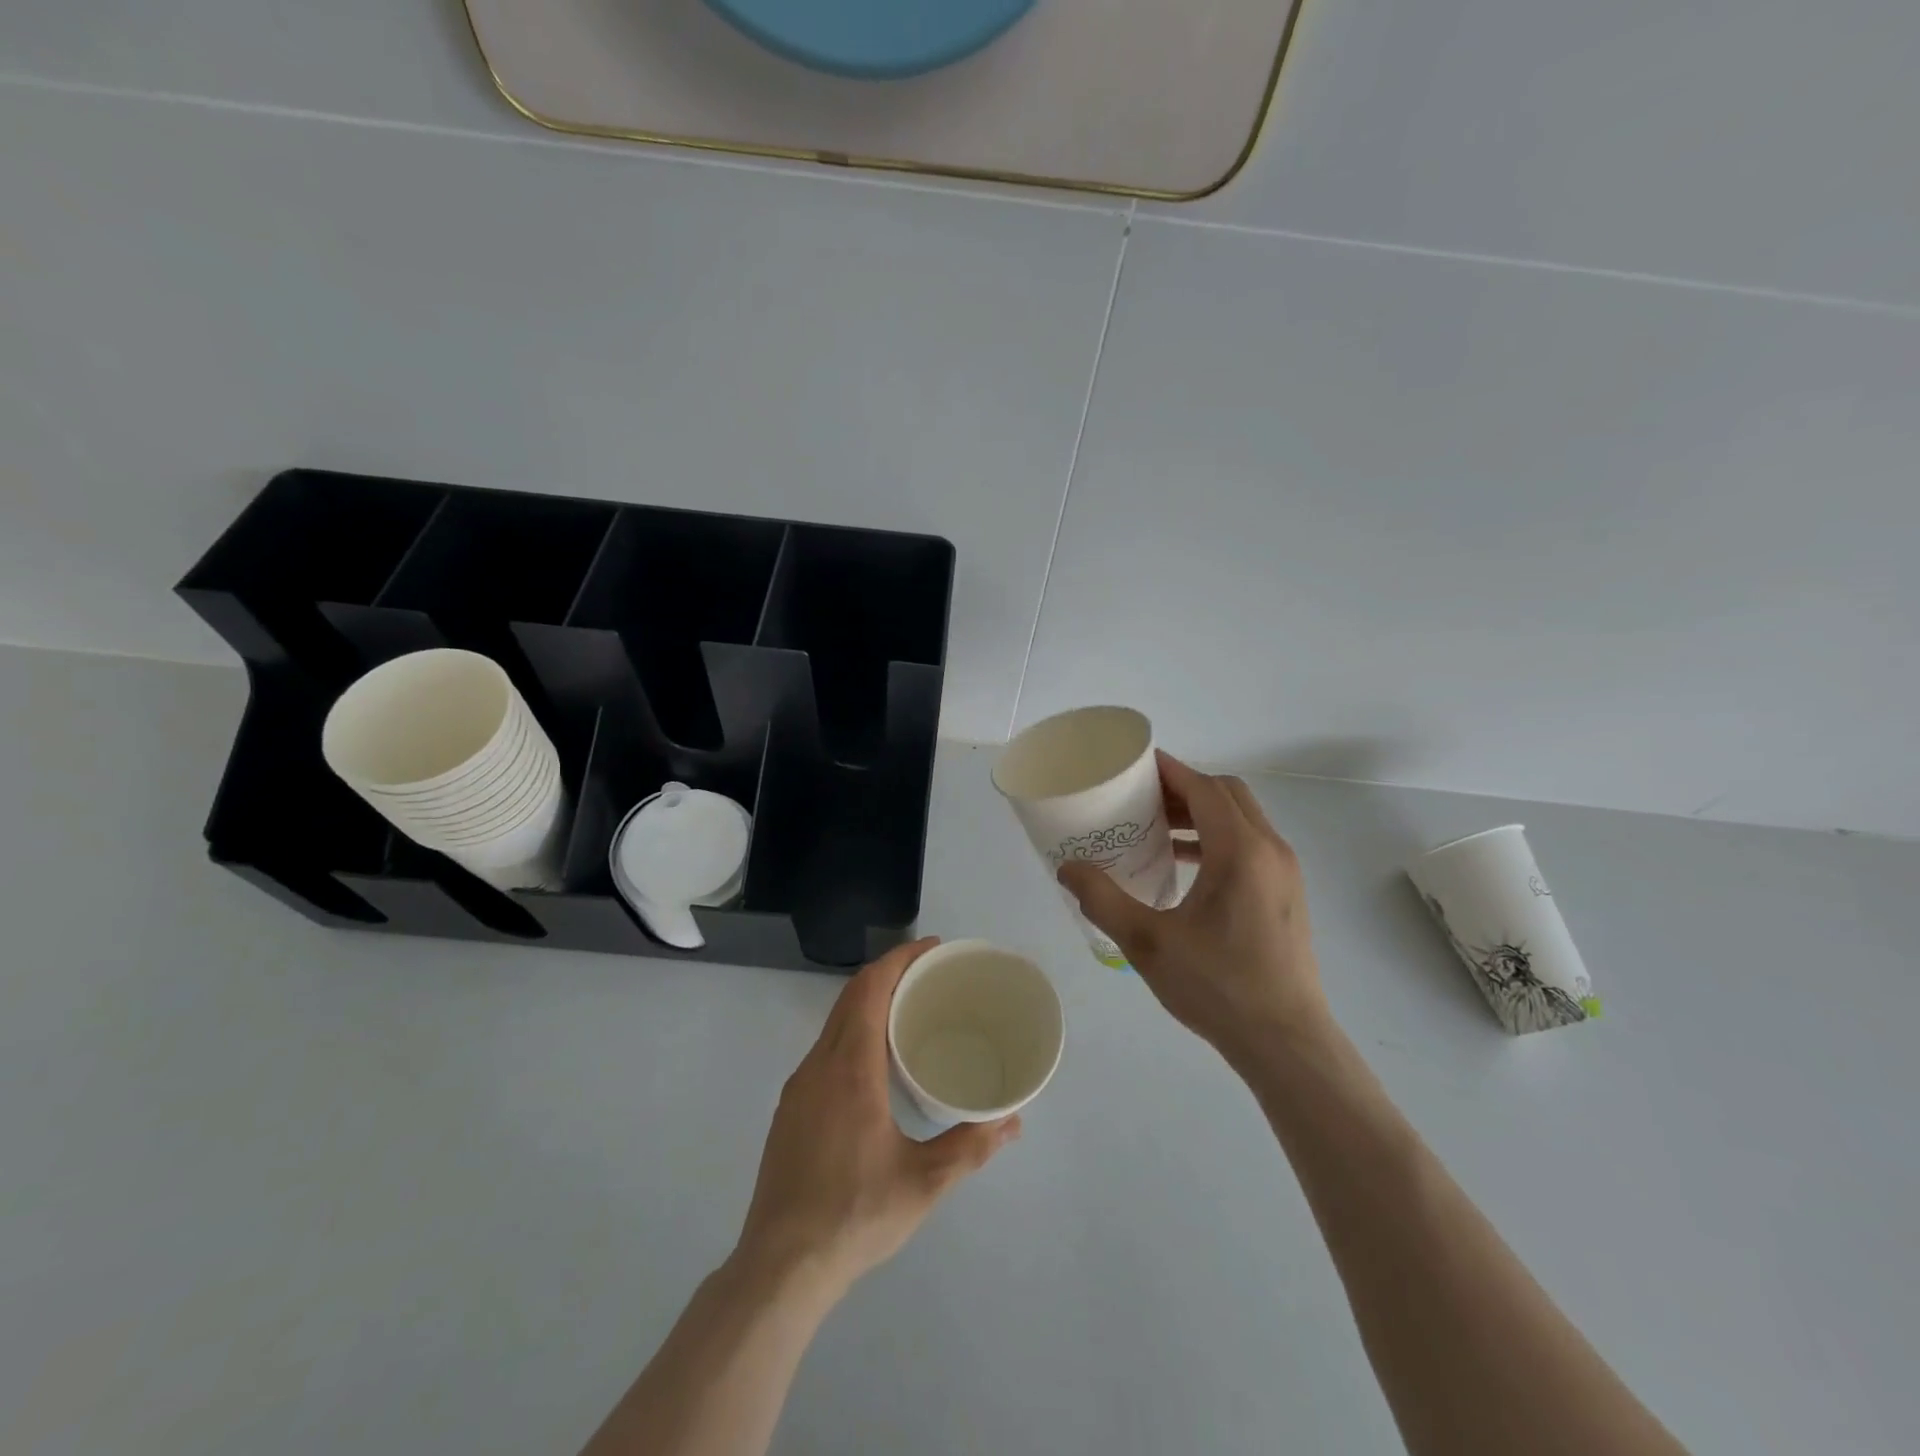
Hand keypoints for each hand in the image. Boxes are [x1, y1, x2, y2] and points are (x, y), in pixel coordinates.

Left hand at [733, 939, 1021, 1300]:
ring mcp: (799, 1087)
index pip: (870, 990)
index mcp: (850, 1069)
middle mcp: (819, 1065)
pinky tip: (875, 1060)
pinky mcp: (791, 1109)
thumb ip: (970, 1147)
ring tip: (909, 1010)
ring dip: (868, 1001)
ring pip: (834, 1022)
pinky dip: (853, 1029)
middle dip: (889, 973)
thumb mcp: (923, 1183)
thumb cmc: (854, 1215)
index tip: (931, 948)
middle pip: (851, 997)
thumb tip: (1012, 1121)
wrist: (780, 1267)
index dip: (899, 960)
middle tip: (930, 974)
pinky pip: (825, 1047)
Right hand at [1059, 752, 1329, 1065]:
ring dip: (1202, 813)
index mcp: (1240, 851)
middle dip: (1184, 788)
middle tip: (1140, 799)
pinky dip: (1217, 839)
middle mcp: (1270, 850)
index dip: (1169, 771)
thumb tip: (1067, 868)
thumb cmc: (1218, 986)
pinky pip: (1250, 844)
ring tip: (1157, 829)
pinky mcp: (1286, 894)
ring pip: (1242, 819)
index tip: (1134, 766)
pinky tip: (1185, 867)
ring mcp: (1284, 872)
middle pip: (1227, 794)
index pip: (1204, 787)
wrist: (1286, 1041)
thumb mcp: (1148, 943)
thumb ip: (1103, 899)